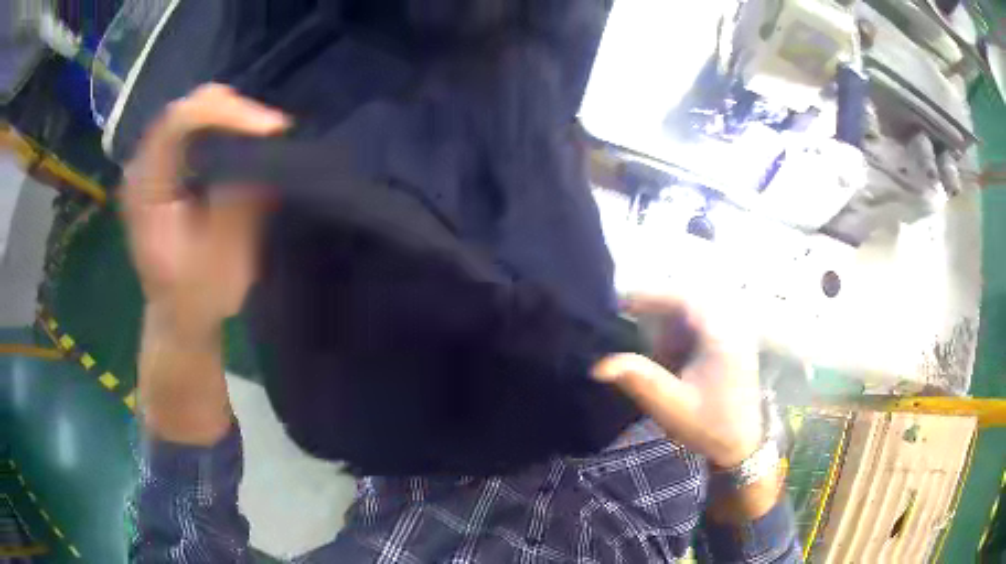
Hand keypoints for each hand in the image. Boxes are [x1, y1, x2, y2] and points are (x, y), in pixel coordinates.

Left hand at [121, 84, 288, 339]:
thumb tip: (269, 147)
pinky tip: (242, 139)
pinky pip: (192, 129)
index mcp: (146, 191)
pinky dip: (221, 126)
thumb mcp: (224, 256)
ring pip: (190, 112)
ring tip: (262, 132)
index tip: (270, 128)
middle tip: (271, 129)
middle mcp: (142, 168)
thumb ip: (241, 197)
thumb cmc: (197, 297)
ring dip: (229, 115)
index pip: (177, 123)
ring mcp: (150, 166)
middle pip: (185, 108)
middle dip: (232, 109)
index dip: (225, 113)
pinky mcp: (162, 169)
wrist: (177, 318)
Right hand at [593, 291, 762, 468]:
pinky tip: (665, 351)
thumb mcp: (671, 406)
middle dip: (654, 306)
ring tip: (639, 335)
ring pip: (693, 310)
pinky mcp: (730, 343)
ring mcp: (733, 333)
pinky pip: (700, 323)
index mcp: (721, 336)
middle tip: (622, 315)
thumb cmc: (709, 426)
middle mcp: (730, 326)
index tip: (618, 303)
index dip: (649, 295)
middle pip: (687, 299)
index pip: (683, 298)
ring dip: (665, 319)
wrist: (743, 445)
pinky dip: (678, 330)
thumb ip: (638, 380)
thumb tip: (598, 365)